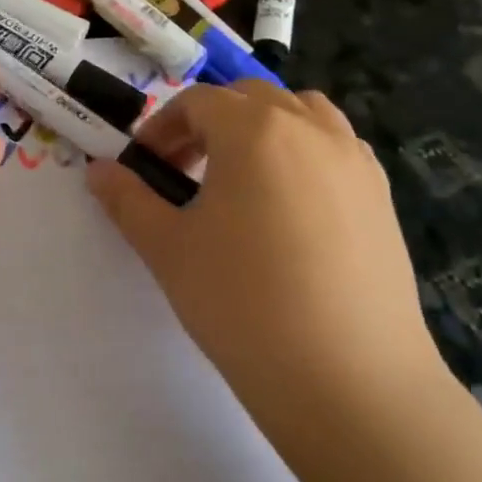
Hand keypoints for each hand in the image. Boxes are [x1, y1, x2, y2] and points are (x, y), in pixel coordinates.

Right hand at [87, 82, 444, 449]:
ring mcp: (354, 160)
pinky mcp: (382, 197)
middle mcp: (309, 128)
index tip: (145, 167)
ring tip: (242, 180)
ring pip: (301, 113)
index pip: (197, 102)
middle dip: (209, 123)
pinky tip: (291, 208)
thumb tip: (98, 170)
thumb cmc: (243, 303)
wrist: (350, 382)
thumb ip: (127, 199)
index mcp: (253, 129)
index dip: (162, 127)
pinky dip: (305, 153)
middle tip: (186, 173)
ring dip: (262, 129)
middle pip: (249, 98)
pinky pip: (336, 148)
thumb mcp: (167, 248)